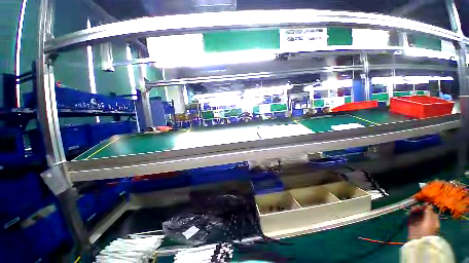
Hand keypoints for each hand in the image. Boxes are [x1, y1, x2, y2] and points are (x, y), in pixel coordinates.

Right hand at [408, 205, 439, 239]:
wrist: (418, 241)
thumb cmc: (427, 231)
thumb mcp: (429, 222)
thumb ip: (429, 213)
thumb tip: (428, 205)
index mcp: (433, 220)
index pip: (430, 211)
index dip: (426, 207)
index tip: (423, 204)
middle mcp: (426, 221)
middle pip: (423, 212)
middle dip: (419, 208)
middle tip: (416, 207)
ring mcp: (419, 223)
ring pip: (416, 214)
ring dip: (414, 210)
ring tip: (412, 209)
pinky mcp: (412, 224)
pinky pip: (411, 217)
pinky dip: (409, 214)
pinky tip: (408, 212)